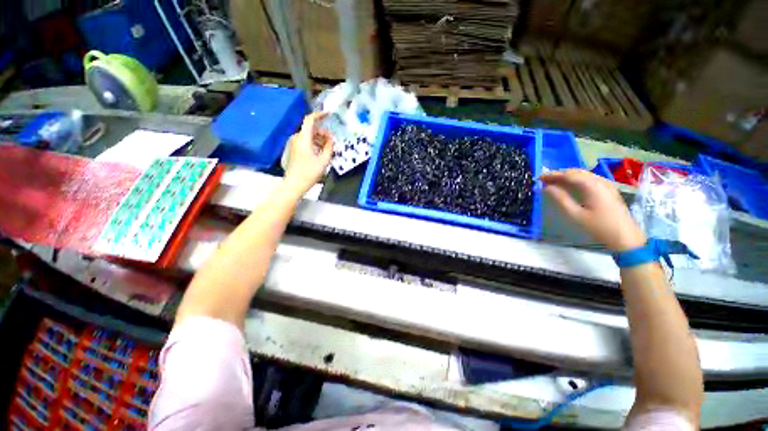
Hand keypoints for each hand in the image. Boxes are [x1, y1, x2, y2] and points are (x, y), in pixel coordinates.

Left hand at [284, 112, 333, 193]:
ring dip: (319, 139)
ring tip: (328, 149)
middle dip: (323, 132)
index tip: (329, 114)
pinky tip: (321, 153)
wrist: (294, 184)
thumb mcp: (324, 160)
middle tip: (332, 141)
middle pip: (311, 129)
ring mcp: (294, 144)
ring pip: (309, 136)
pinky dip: (314, 144)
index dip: (319, 114)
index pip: (310, 120)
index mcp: (303, 138)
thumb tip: (331, 139)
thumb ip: (329, 147)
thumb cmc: (309, 172)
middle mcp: (297, 138)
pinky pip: (306, 142)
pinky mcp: (294, 150)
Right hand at [541, 169, 645, 251]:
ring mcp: (607, 185)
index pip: (569, 175)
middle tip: (544, 180)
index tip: (539, 177)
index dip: (553, 175)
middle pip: (577, 172)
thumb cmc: (598, 227)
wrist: (625, 237)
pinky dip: (577, 180)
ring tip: (554, 182)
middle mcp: (600, 181)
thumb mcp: (576, 215)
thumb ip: (561, 199)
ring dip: (568, 176)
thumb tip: (547, 188)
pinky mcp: (609, 190)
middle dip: (559, 174)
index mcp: (592, 186)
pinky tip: (571, 185)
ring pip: (584, 175)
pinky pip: (590, 179)